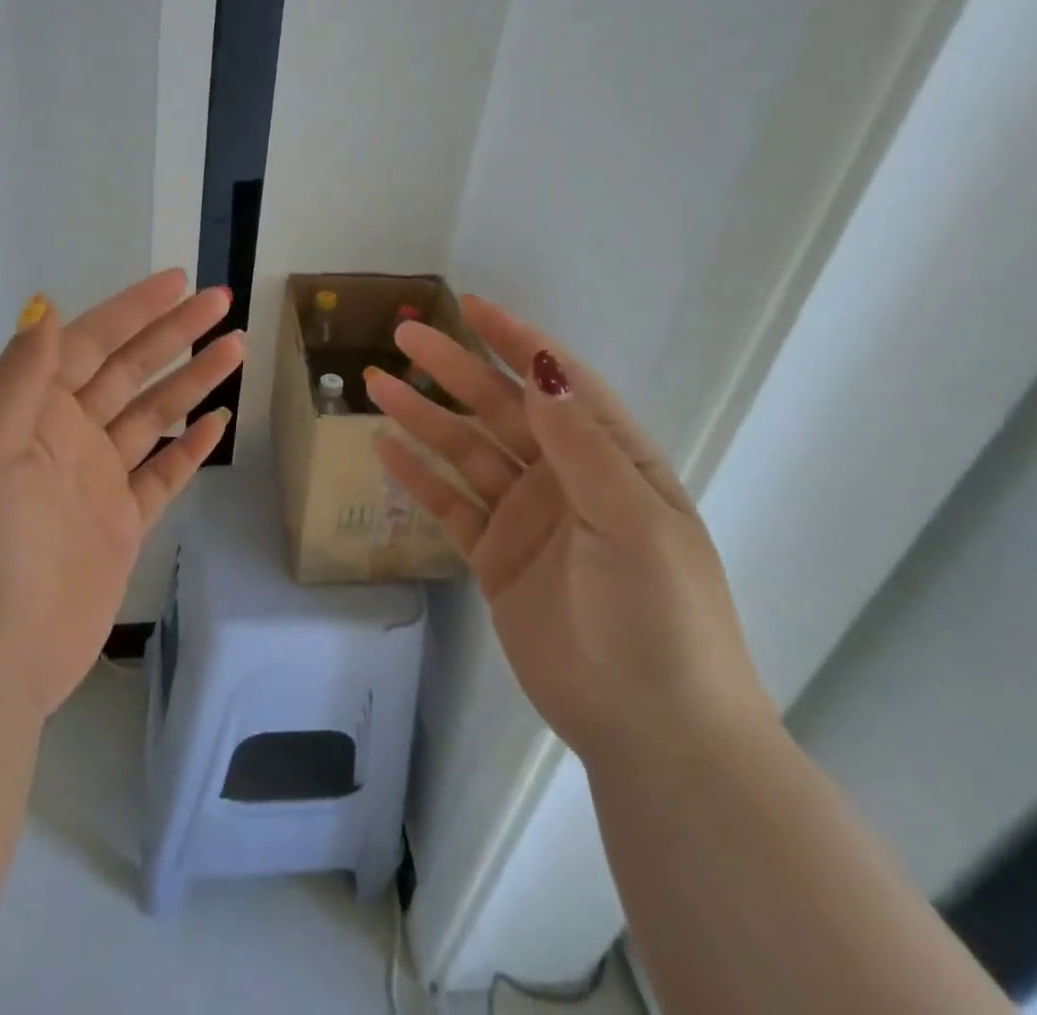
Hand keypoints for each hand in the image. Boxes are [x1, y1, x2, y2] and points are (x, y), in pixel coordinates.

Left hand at [0, 270, 244, 720]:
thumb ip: (19, 378)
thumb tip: (45, 308)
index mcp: (31, 413)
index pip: (90, 344)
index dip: (134, 310)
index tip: (179, 282)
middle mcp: (66, 438)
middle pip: (130, 371)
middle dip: (175, 333)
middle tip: (223, 302)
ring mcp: (96, 482)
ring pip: (153, 416)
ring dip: (192, 380)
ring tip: (236, 348)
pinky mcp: (120, 525)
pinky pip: (162, 474)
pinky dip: (189, 447)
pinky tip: (218, 421)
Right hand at [364, 296, 772, 764]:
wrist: (653, 730)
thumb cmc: (660, 615)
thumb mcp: (631, 519)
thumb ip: (581, 443)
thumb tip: (542, 366)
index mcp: (612, 460)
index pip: (558, 383)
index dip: (517, 342)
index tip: (471, 307)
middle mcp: (566, 479)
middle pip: (500, 410)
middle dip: (454, 370)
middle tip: (403, 336)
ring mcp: (527, 518)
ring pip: (466, 452)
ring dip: (423, 417)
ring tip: (376, 384)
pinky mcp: (496, 558)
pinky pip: (450, 505)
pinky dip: (418, 476)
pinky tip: (384, 448)